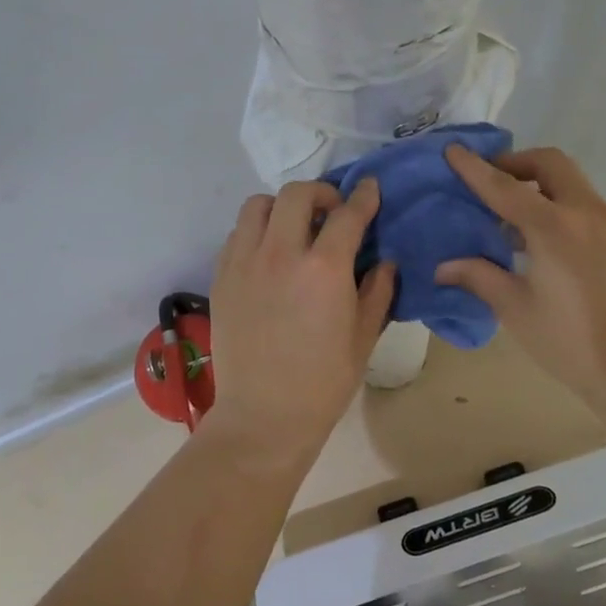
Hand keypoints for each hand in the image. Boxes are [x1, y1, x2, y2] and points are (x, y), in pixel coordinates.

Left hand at [205, 178, 396, 462]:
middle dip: (321, 193)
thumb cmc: (322, 383)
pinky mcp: (221, 276)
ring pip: (258, 205)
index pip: (347, 214)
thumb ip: (377, 291)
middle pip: (297, 195)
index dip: (363, 196)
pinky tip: (268, 254)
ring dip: (282, 207)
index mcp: (323, 269)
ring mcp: (244, 262)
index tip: (370, 188)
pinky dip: (257, 231)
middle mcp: (281, 254)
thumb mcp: (363, 338)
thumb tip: (385, 262)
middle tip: (332, 211)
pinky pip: (237, 233)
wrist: (263, 416)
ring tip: (294, 228)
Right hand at [436, 146, 605, 409]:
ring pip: (573, 183)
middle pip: (550, 164)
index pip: (504, 187)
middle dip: (517, 163)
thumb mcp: (516, 309)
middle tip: (492, 183)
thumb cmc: (570, 342)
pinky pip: (587, 207)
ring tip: (515, 221)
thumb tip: (443, 267)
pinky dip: (561, 207)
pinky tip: (547, 246)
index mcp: (554, 227)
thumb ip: (479, 277)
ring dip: (541, 186)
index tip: (453, 149)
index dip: (475, 168)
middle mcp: (586, 213)